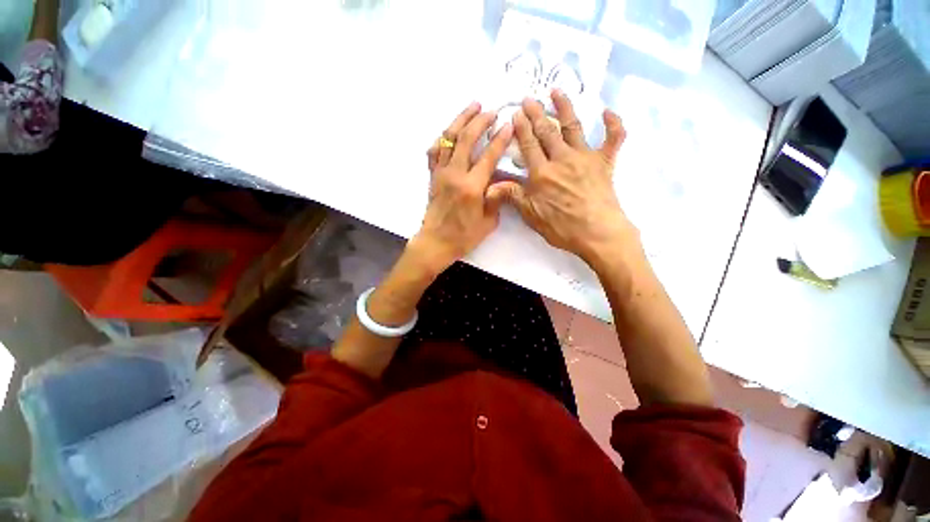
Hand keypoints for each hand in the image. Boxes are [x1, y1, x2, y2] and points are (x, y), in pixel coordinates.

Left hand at [416, 102, 513, 272]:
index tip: (508, 125)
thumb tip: (500, 181)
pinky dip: (442, 138)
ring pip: (449, 139)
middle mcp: (455, 175)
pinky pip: (435, 151)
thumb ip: (496, 199)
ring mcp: (441, 173)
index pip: (488, 156)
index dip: (500, 138)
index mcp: (471, 187)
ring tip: (472, 107)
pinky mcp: (432, 176)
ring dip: (461, 120)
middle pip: (466, 139)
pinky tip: (450, 132)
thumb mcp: (488, 222)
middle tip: (491, 111)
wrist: (436, 242)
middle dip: (480, 120)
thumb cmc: (464, 236)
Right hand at [497, 91, 637, 265]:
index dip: (521, 129)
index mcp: (542, 173)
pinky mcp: (605, 162)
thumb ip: (512, 196)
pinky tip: (608, 111)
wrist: (597, 232)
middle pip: (547, 131)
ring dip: (564, 107)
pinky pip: (613, 138)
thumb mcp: (531, 215)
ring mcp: (585, 158)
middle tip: (529, 99)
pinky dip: (613, 124)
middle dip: (536, 113)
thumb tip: (489, 186)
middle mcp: (562, 159)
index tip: (516, 113)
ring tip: (557, 91)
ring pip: (573, 127)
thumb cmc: (562, 227)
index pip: (529, 145)